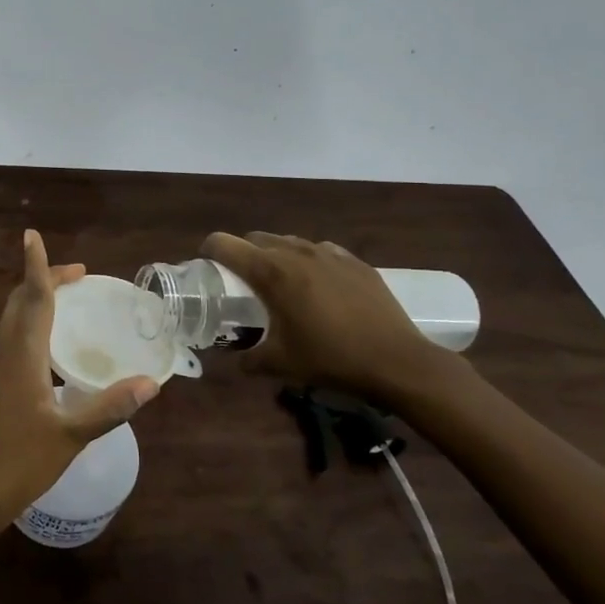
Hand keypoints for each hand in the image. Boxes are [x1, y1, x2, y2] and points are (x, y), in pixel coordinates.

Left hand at [0, 231, 159, 528]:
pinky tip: (34, 365)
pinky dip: (20, 341)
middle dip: (44, 284)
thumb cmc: (20, 463)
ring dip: (33, 311)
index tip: (32, 236)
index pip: (32, 299)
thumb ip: (110, 406)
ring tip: (61, 317)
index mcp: (20, 357)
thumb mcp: (72, 436)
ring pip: (8, 328)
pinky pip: (0, 351)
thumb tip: (150, 383)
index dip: (36, 266)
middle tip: (76, 278)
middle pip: (18, 306)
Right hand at [200, 231, 445, 399]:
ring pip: (289, 242)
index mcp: (271, 273)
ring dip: (276, 256)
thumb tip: (236, 361)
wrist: (397, 361)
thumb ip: (249, 359)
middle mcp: (296, 253)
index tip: (206, 266)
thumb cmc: (331, 359)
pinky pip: (321, 251)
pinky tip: (318, 286)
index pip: (225, 244)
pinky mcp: (355, 261)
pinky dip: (309, 262)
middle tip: (242, 282)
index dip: (209, 250)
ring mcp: (329, 254)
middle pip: (256, 238)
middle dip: (243, 254)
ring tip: (281, 284)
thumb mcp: (280, 364)